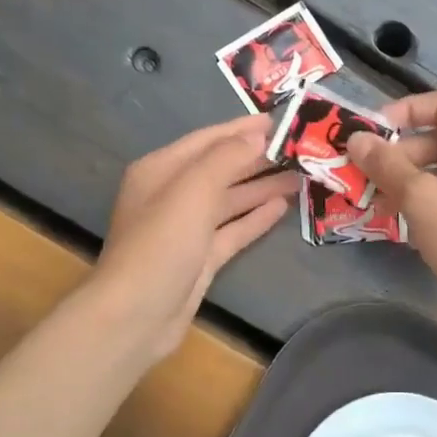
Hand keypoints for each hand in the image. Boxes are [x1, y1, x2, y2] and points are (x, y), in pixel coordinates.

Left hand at [92, 115, 299, 362]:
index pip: (208, 140)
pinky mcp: (201, 257)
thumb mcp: (192, 191)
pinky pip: (233, 229)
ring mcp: (187, 228)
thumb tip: (257, 135)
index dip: (243, 129)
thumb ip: (226, 158)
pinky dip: (256, 217)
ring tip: (300, 176)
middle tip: (300, 149)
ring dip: (262, 187)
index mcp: (161, 170)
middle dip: (258, 158)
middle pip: (222, 168)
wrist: (136, 316)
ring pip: (231, 199)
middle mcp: (173, 194)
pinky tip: (282, 207)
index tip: (281, 121)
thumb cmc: (161, 245)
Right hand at [347, 92, 436, 333]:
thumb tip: (356, 139)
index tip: (369, 135)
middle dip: (397, 156)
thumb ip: (387, 166)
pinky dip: (422, 207)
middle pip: (436, 140)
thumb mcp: (423, 199)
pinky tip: (398, 227)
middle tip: (361, 177)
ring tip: (372, 204)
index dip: (402, 112)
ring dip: (404, 184)